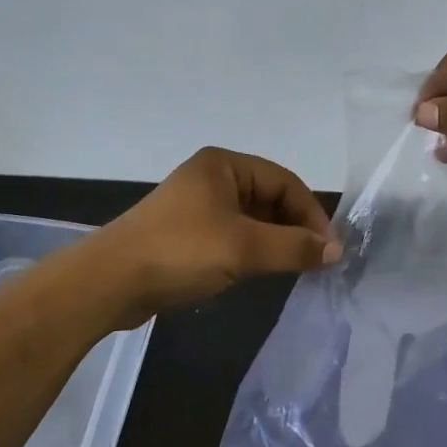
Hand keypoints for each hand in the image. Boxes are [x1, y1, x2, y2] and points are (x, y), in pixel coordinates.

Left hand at [91, 147, 340, 326]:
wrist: (110, 281)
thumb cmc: (181, 252)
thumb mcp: (245, 248)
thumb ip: (295, 247)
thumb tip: (336, 251)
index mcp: (224, 165)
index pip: (285, 182)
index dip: (312, 213)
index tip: (330, 249)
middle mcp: (211, 177)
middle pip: (269, 198)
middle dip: (295, 227)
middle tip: (315, 261)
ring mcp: (196, 206)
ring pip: (252, 219)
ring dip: (275, 241)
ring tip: (294, 268)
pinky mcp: (185, 233)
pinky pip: (232, 235)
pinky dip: (252, 250)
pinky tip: (260, 272)